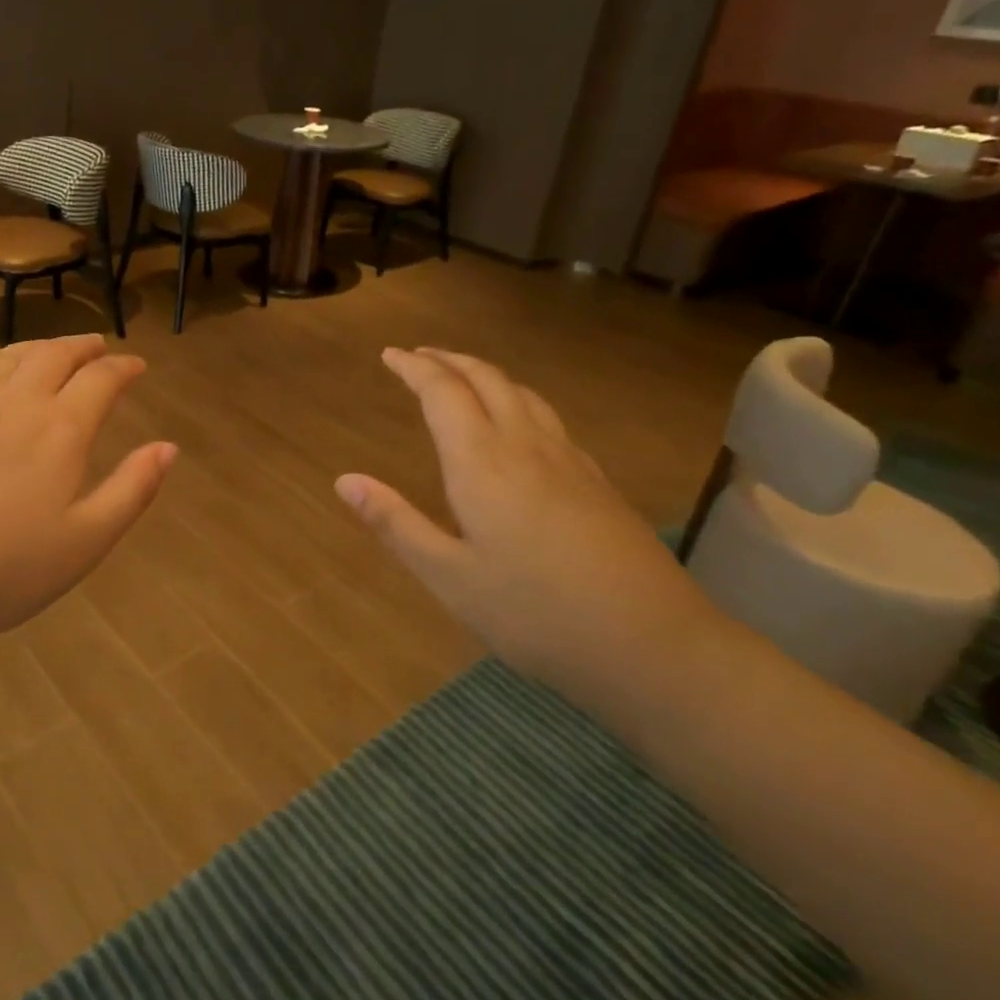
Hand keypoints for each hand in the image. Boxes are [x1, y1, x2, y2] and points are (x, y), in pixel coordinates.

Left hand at [0, 335, 177, 644]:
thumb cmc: (1, 571)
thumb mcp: (85, 542)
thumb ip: (132, 490)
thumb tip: (168, 447)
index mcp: (60, 429)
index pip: (101, 379)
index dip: (123, 367)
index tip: (136, 365)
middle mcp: (14, 402)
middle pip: (53, 355)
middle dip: (81, 345)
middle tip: (96, 345)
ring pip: (5, 358)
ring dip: (35, 347)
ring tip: (48, 350)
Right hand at [334, 348, 714, 701]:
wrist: (654, 646)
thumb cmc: (536, 614)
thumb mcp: (449, 577)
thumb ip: (395, 524)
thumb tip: (344, 480)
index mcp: (482, 463)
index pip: (443, 393)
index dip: (414, 368)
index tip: (389, 354)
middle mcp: (526, 447)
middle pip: (487, 379)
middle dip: (448, 360)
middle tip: (418, 355)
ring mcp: (570, 461)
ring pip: (523, 393)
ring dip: (485, 374)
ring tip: (461, 376)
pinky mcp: (597, 481)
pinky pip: (547, 418)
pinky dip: (517, 399)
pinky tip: (517, 424)